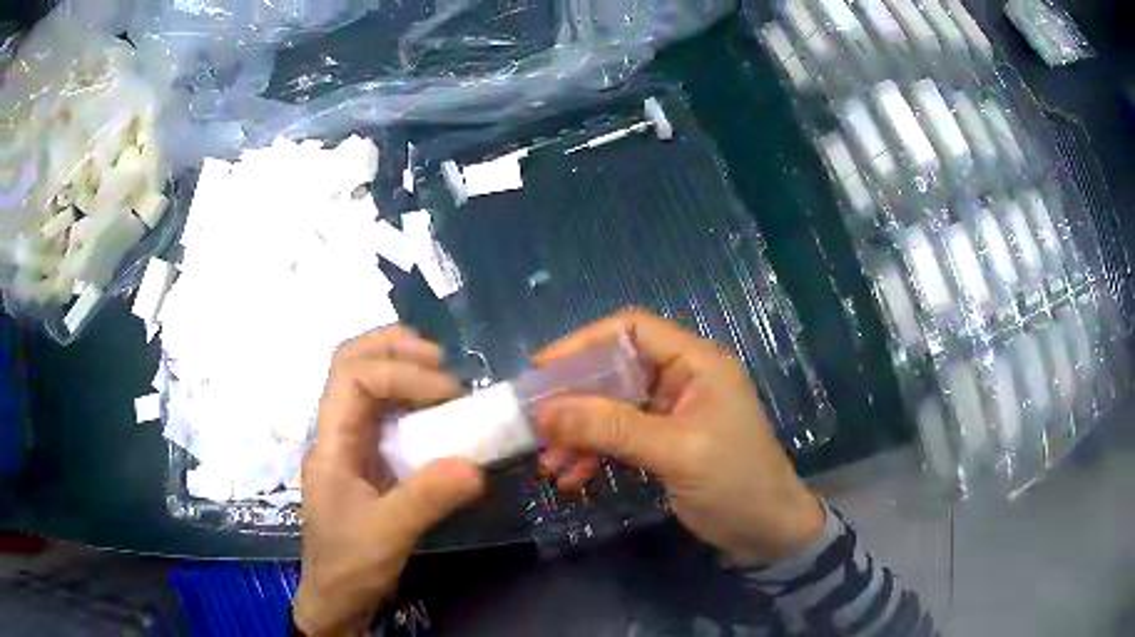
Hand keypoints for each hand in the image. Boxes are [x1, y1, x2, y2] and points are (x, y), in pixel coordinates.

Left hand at [295, 327, 485, 636]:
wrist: (337, 597)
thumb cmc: (349, 565)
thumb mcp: (387, 534)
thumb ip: (426, 499)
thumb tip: (475, 466)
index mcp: (330, 443)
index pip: (351, 378)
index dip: (398, 371)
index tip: (445, 392)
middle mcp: (337, 434)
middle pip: (351, 364)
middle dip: (392, 348)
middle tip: (440, 358)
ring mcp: (352, 446)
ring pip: (367, 384)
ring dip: (403, 368)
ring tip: (442, 375)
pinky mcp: (370, 462)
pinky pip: (388, 415)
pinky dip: (413, 401)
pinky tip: (439, 412)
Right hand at [534, 311, 823, 565]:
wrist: (768, 533)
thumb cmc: (736, 483)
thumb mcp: (676, 452)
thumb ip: (612, 428)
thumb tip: (546, 412)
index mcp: (696, 364)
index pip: (632, 330)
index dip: (584, 343)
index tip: (541, 369)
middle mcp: (682, 380)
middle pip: (615, 371)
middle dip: (574, 399)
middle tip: (536, 424)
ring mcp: (672, 413)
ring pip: (611, 408)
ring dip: (578, 433)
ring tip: (549, 463)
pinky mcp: (664, 443)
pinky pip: (618, 438)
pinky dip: (593, 453)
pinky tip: (571, 477)